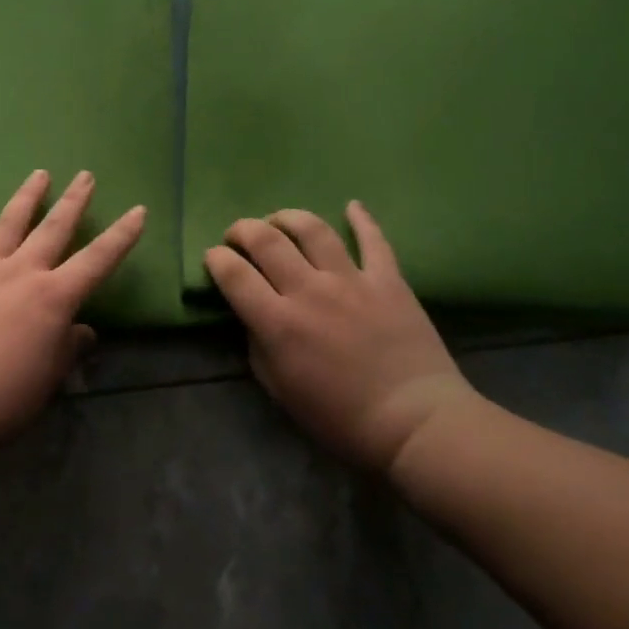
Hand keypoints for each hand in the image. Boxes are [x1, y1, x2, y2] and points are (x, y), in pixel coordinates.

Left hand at [0, 170, 146, 454]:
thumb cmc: (2, 398)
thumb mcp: (49, 378)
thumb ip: (68, 349)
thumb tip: (83, 332)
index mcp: (53, 297)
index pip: (97, 260)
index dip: (121, 236)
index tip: (138, 210)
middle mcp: (21, 272)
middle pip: (53, 229)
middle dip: (73, 201)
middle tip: (85, 175)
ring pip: (8, 224)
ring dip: (26, 197)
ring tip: (39, 174)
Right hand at [204, 202, 479, 472]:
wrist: (415, 423)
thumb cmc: (341, 418)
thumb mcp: (280, 390)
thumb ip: (258, 346)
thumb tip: (253, 315)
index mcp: (278, 322)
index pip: (233, 274)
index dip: (216, 259)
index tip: (214, 258)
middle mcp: (309, 290)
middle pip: (265, 240)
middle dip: (242, 230)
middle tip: (238, 236)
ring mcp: (350, 280)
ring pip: (312, 229)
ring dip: (287, 217)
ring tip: (278, 220)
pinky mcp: (387, 280)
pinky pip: (373, 240)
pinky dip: (361, 219)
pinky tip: (352, 206)